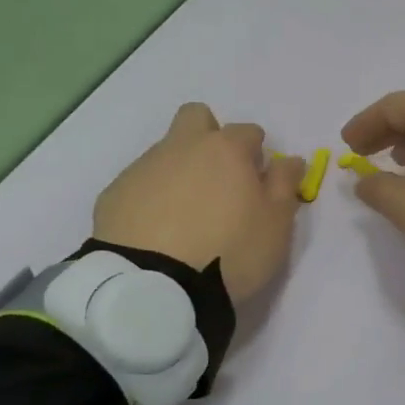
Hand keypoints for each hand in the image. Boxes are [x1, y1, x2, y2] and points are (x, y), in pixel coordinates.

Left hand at [93, 103, 305, 302]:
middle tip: (220, 179)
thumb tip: (290, 160)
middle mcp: (182, 147)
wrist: (154, 286)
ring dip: (181, 170)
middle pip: (197, 118)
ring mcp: (143, 168)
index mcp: (226, 149)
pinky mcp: (114, 194)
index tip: (258, 183)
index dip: (257, 155)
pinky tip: (158, 231)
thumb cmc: (230, 251)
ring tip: (187, 217)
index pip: (249, 132)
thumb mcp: (276, 224)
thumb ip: (285, 185)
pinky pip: (140, 184)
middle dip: (210, 135)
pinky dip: (152, 197)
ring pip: (166, 152)